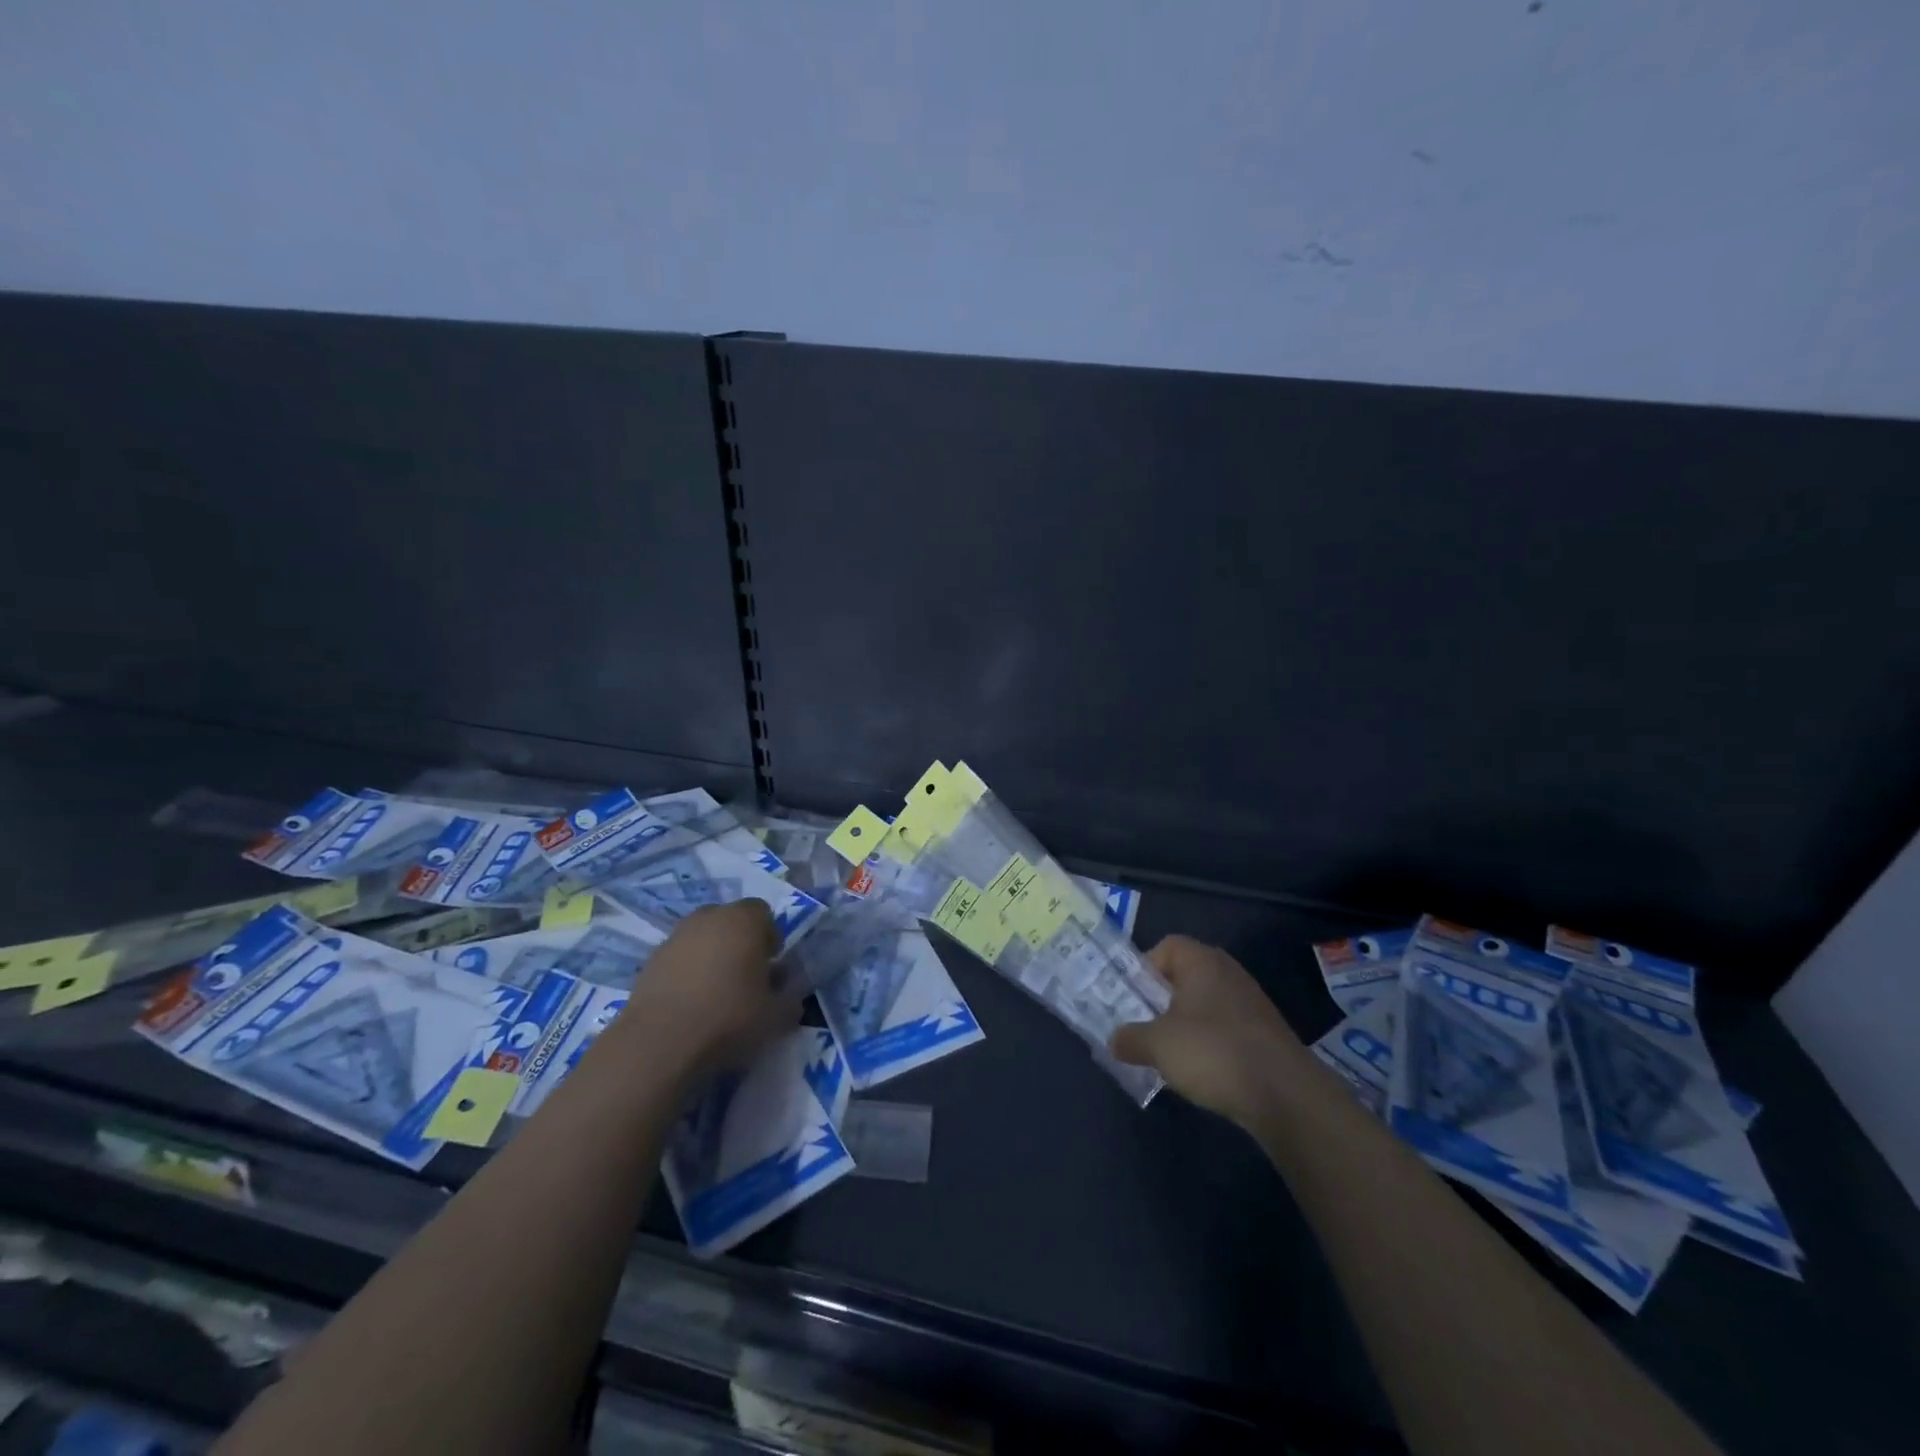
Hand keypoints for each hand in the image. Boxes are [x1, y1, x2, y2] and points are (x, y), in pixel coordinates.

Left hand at [624, 901, 793, 1077]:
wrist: (660, 1042)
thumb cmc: (729, 1017)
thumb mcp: (776, 1016)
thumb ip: (790, 1001)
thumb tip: (791, 998)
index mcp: (744, 920)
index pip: (763, 913)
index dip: (769, 937)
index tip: (770, 966)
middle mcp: (709, 918)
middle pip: (729, 920)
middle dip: (739, 942)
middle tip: (745, 976)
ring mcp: (675, 937)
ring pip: (702, 938)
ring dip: (711, 956)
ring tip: (716, 992)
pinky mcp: (650, 961)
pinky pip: (679, 958)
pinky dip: (686, 972)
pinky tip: (690, 1003)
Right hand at [1109, 936, 1305, 1126]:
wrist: (1286, 1095)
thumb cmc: (1213, 1052)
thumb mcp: (1157, 1045)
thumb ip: (1130, 1038)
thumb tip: (1114, 1040)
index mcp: (1202, 961)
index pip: (1166, 947)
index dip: (1144, 969)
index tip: (1133, 999)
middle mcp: (1228, 972)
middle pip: (1185, 976)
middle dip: (1162, 1001)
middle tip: (1144, 1027)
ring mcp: (1251, 1003)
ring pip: (1205, 1005)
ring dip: (1185, 1026)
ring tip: (1170, 1055)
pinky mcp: (1265, 1034)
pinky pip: (1226, 1029)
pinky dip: (1210, 1044)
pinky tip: (1202, 1072)